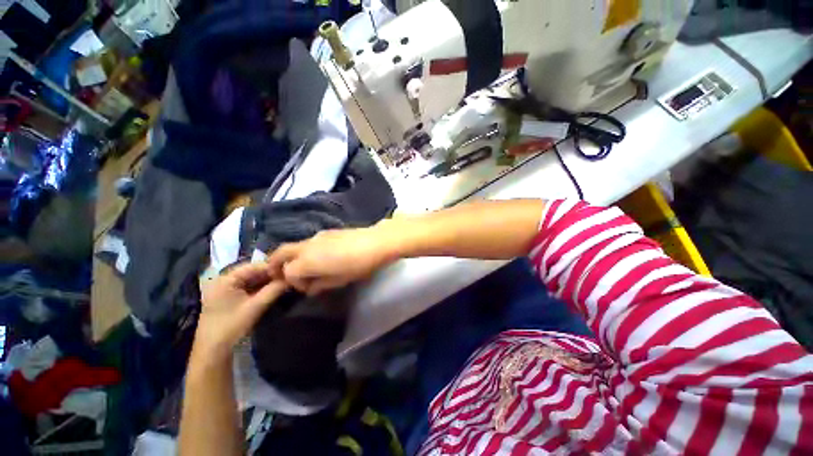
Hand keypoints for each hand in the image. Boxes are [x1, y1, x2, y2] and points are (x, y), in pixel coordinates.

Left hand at [196, 262, 287, 357]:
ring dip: (268, 282)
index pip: (255, 266)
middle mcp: (225, 280)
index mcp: (226, 279)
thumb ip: (274, 290)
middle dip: (271, 275)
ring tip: (285, 283)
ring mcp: (226, 289)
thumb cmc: (231, 327)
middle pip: (253, 272)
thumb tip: (291, 278)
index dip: (273, 267)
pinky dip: (261, 289)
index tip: (290, 271)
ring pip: (252, 280)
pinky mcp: (229, 298)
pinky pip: (248, 288)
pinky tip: (273, 290)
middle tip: (290, 277)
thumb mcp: (255, 307)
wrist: (212, 352)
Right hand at [267, 226, 395, 295]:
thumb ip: (320, 284)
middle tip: (283, 275)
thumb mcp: (339, 280)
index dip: (295, 283)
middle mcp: (307, 246)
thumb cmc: (358, 264)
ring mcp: (316, 236)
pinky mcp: (327, 232)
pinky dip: (305, 251)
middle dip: (276, 265)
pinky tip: (320, 257)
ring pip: (294, 246)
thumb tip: (310, 288)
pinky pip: (308, 242)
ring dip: (293, 257)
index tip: (308, 288)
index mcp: (307, 261)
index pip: (288, 273)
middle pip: (281, 253)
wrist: (376, 242)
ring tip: (305, 267)